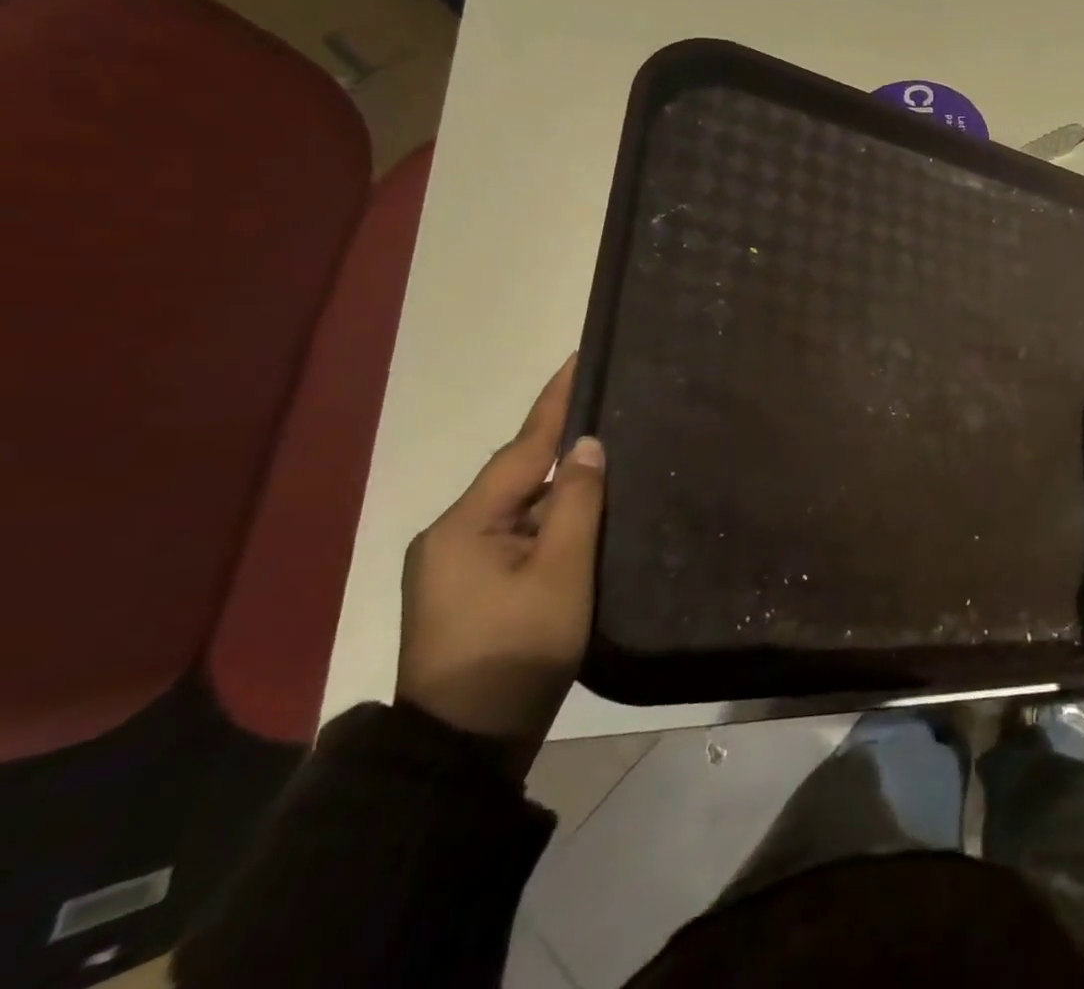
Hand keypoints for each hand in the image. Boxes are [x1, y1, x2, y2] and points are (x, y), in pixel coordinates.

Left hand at [398, 356, 603, 775]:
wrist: (462, 749)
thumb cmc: (517, 653)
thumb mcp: (561, 573)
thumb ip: (577, 502)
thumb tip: (586, 445)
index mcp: (464, 525)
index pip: (521, 448)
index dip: (554, 403)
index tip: (577, 358)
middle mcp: (450, 535)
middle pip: (517, 476)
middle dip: (560, 445)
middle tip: (608, 409)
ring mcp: (454, 564)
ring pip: (518, 507)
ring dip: (558, 487)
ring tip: (605, 459)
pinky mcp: (467, 589)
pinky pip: (515, 533)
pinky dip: (548, 518)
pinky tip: (580, 515)